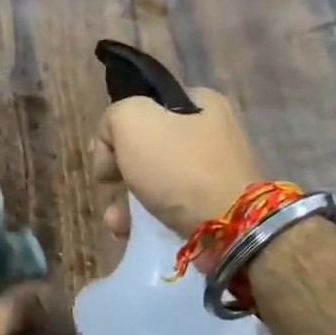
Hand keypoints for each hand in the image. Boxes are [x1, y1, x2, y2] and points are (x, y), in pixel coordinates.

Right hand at [89, 89, 261, 239]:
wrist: (228, 228)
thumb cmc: (179, 167)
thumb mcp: (132, 121)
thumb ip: (112, 118)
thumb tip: (111, 144)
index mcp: (202, 103)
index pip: (146, 105)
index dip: (118, 128)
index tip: (107, 154)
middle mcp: (212, 133)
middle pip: (147, 145)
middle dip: (120, 168)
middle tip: (108, 184)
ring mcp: (214, 173)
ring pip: (154, 180)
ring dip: (126, 199)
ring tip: (115, 220)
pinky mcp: (213, 208)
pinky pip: (168, 207)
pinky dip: (145, 218)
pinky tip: (128, 231)